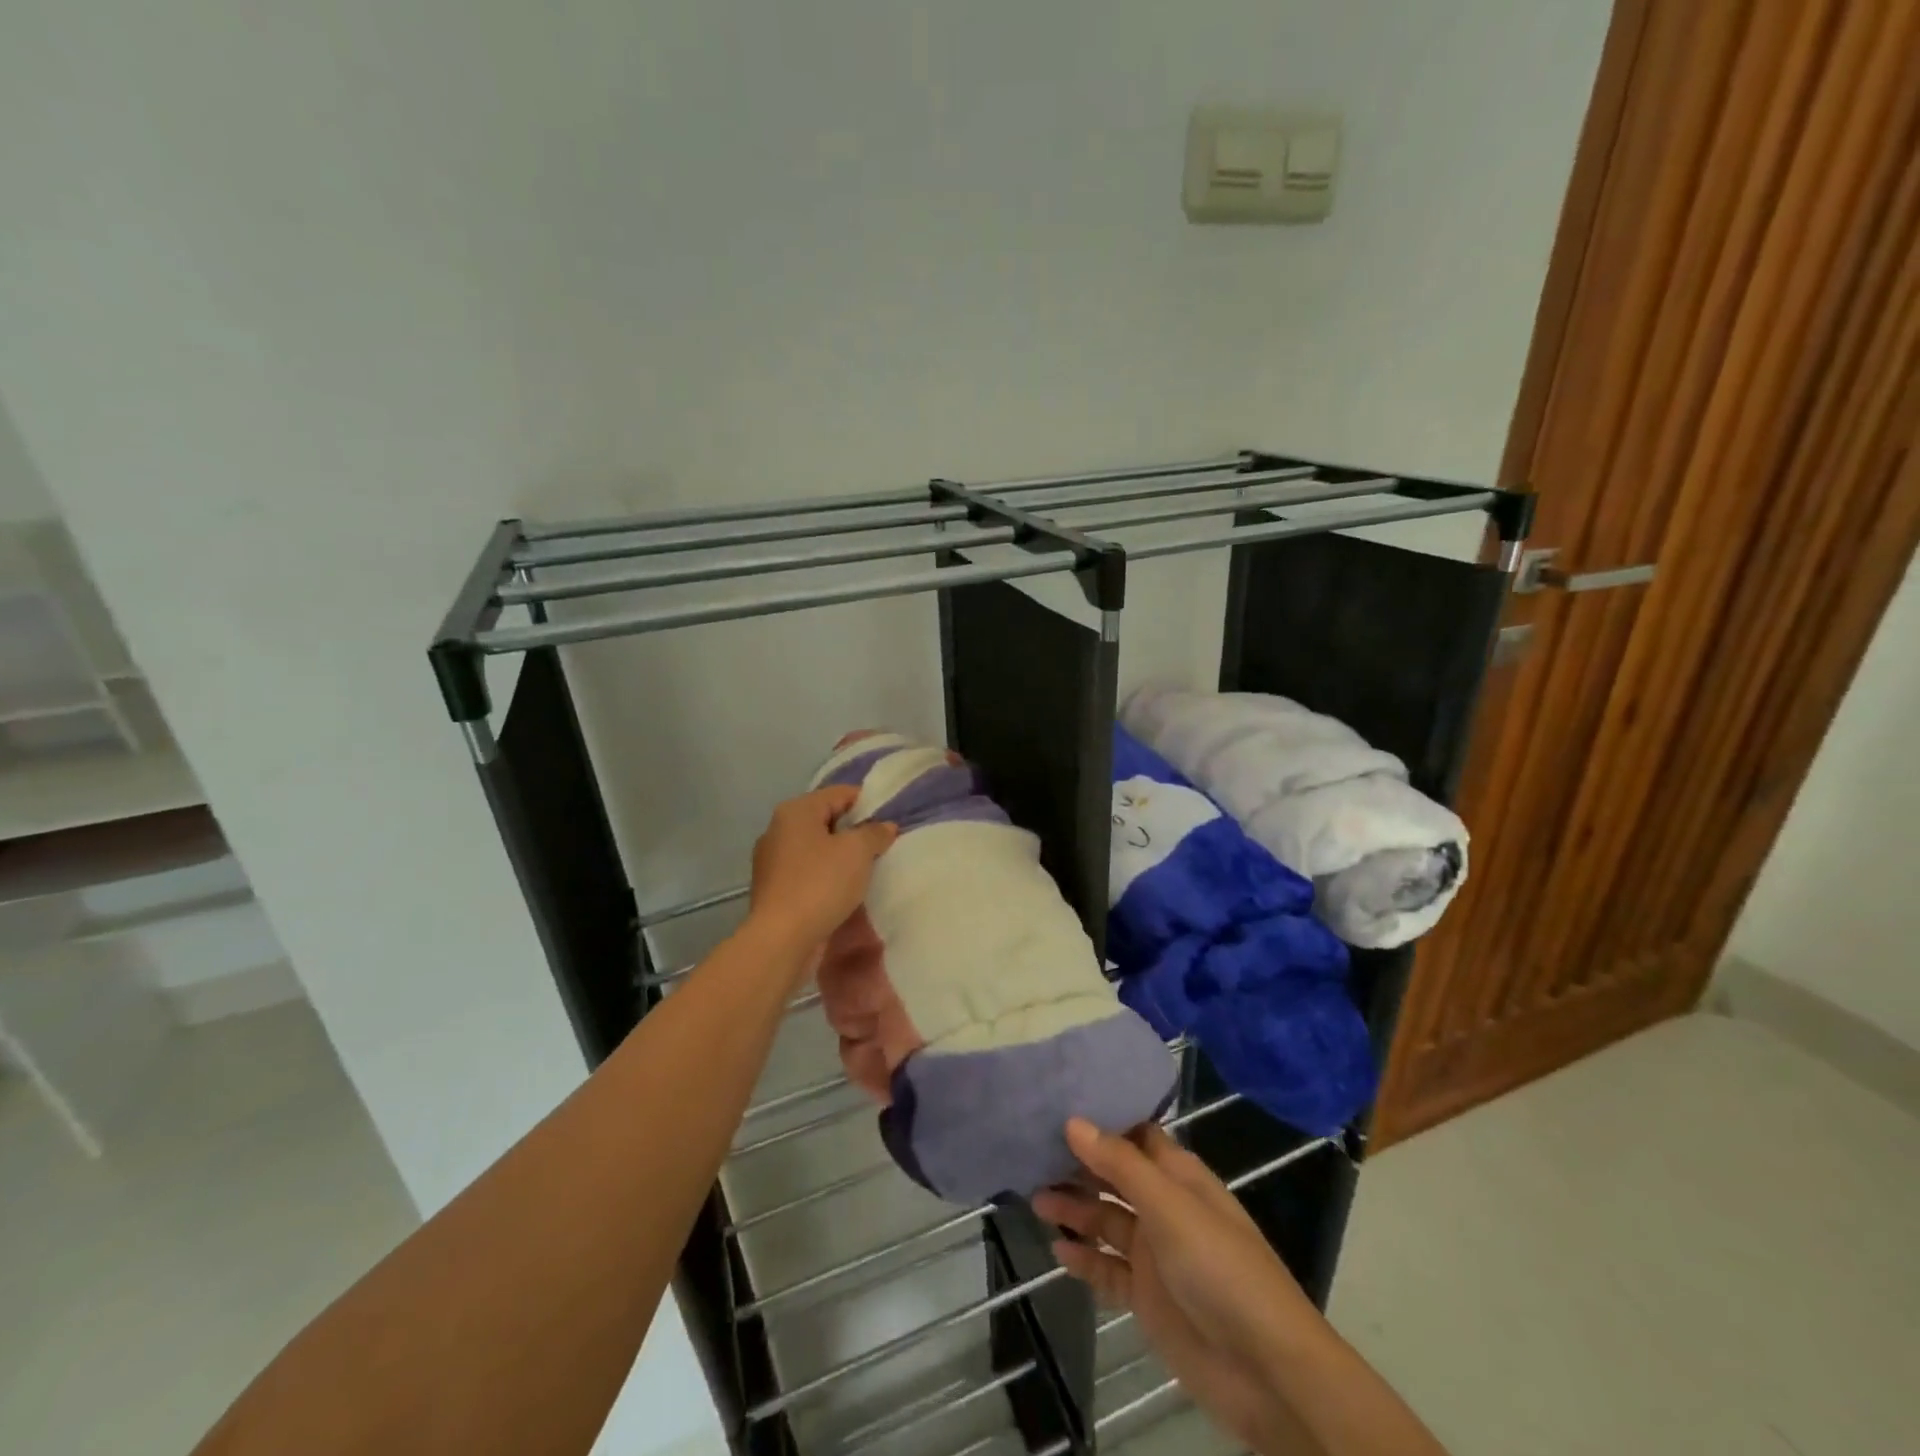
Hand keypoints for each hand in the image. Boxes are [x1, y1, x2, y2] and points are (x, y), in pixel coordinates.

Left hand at [745, 786, 896, 963]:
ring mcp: (771, 860)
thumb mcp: (857, 852)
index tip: (889, 822)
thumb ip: (874, 833)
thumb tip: (885, 826)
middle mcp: (778, 829)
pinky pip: (807, 872)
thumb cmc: (820, 884)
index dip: (868, 803)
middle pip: (826, 820)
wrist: (781, 939)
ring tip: (866, 871)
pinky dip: (826, 877)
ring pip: (816, 848)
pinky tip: (843, 892)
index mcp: (796, 811)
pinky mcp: (773, 888)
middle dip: (854, 831)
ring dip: (840, 857)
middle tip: (881, 847)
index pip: (839, 793)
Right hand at [1033, 1120, 1316, 1452]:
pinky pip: (1108, 1269)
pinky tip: (1057, 1252)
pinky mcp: (1147, 1297)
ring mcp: (1156, 1253)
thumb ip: (1119, 1164)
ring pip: (1107, 1220)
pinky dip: (1085, 1259)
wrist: (1265, 1372)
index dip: (1101, 1121)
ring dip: (1075, 1209)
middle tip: (1032, 1153)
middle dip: (1079, 1165)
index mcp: (1179, 1176)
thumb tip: (1073, 1121)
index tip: (1058, 1105)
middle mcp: (1165, 1207)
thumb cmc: (1220, 1268)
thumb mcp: (1169, 1206)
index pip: (1135, 1135)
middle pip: (1115, 1176)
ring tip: (1035, 1199)